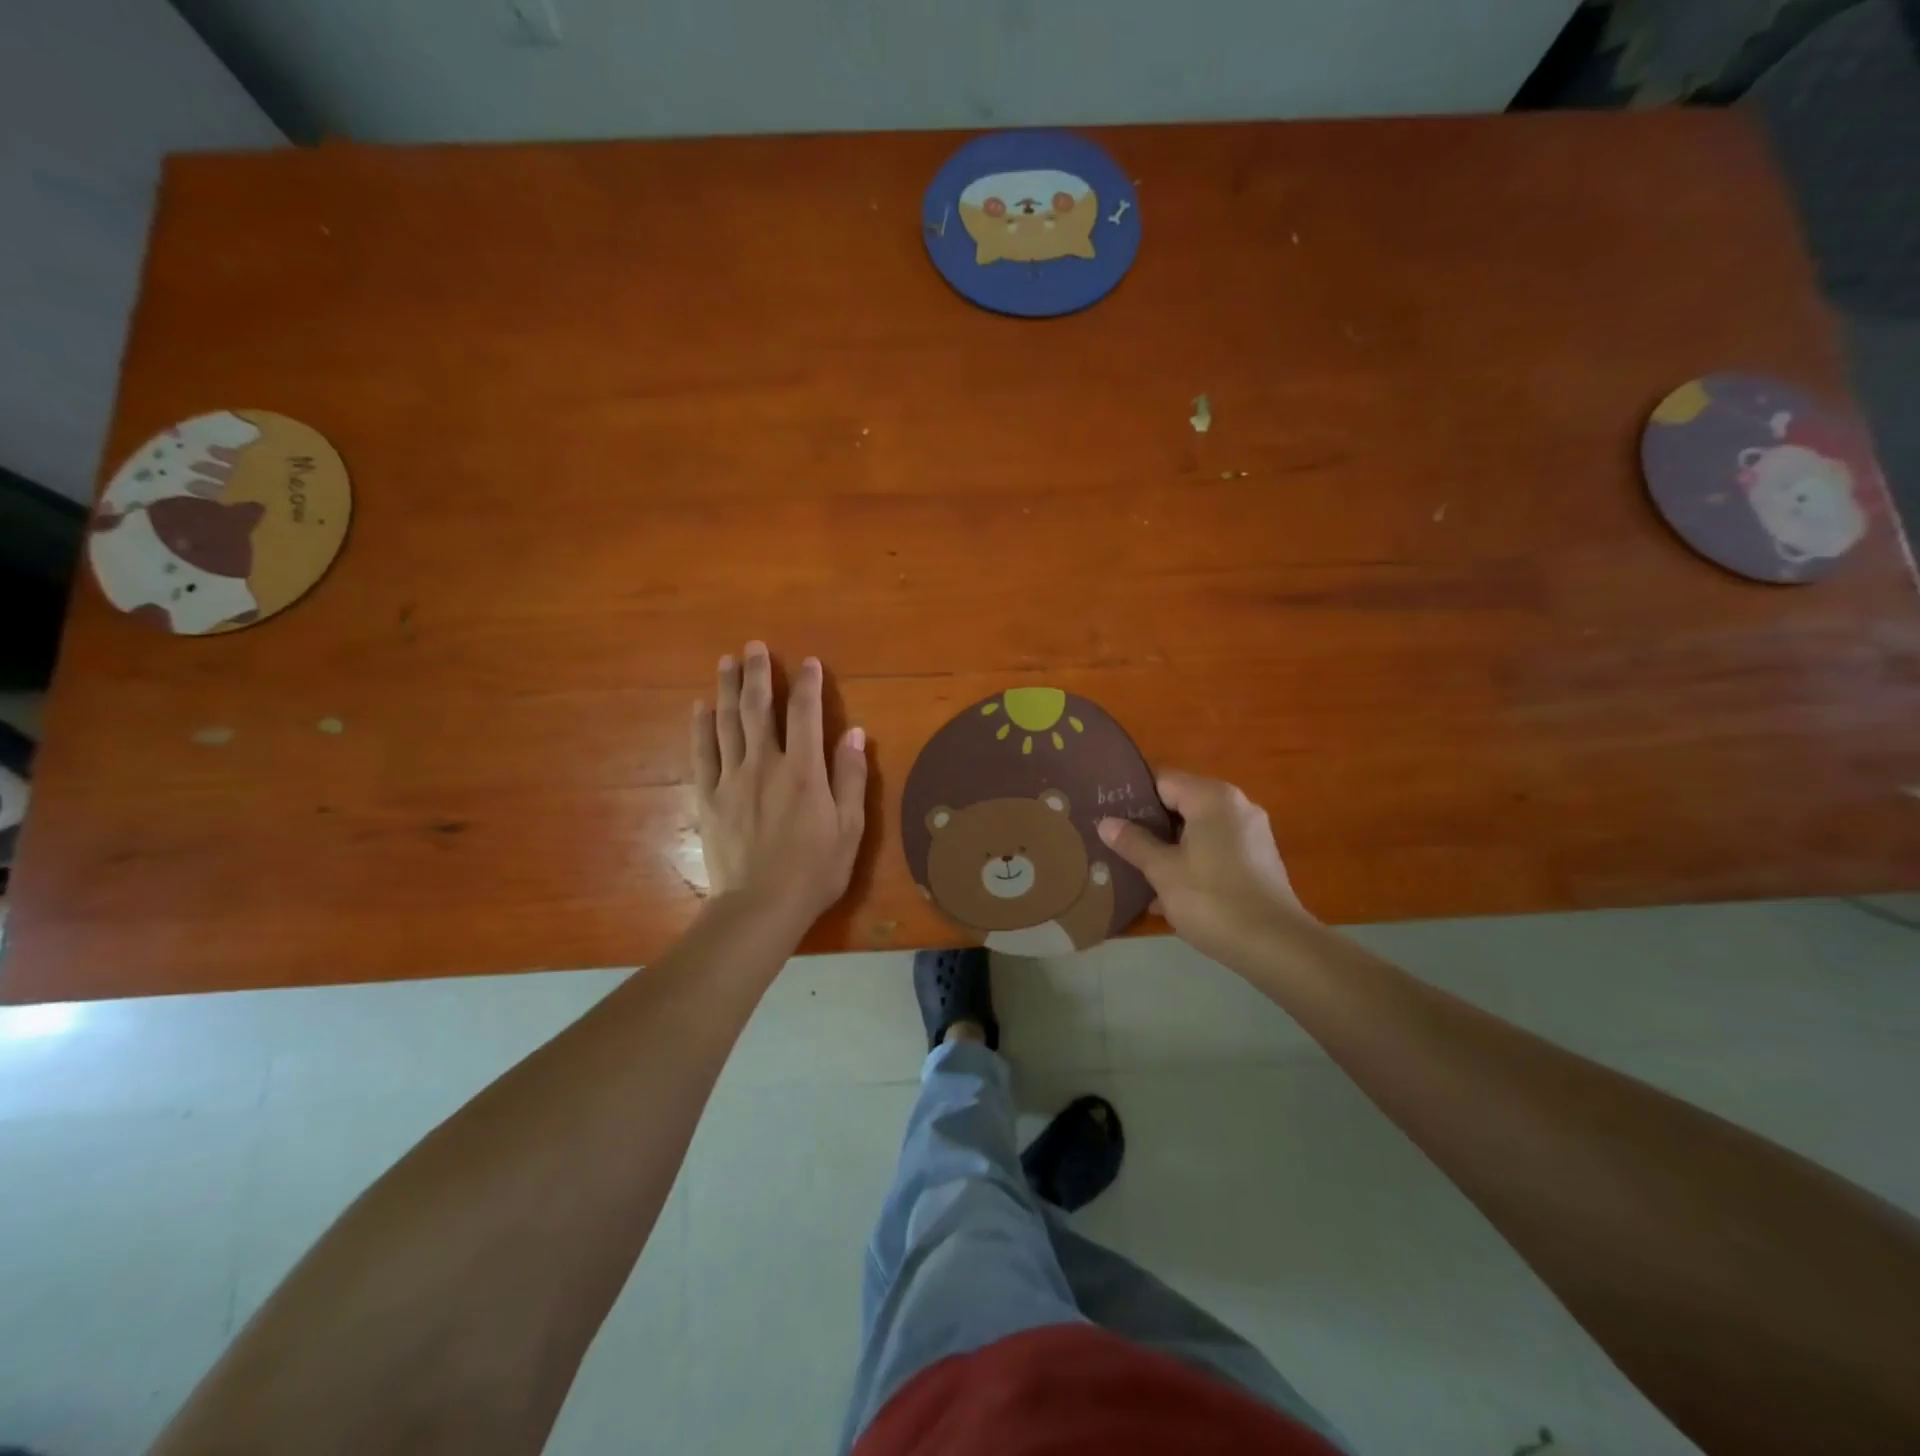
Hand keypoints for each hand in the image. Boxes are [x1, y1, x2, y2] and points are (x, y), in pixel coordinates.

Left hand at [692, 642, 867, 930]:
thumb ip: (850, 776)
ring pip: (728, 723)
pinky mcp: (709, 797)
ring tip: (726, 661)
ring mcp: (732, 779)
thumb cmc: (815, 869)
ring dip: (728, 689)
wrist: (760, 906)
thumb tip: (855, 732)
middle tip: (754, 646)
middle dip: (758, 673)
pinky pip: (702, 754)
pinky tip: (701, 707)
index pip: (805, 714)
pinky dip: (701, 727)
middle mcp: (765, 764)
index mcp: (803, 770)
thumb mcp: (849, 827)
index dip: (807, 684)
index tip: (808, 661)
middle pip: (759, 709)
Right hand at [1097, 771, 1313, 969]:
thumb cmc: (1213, 900)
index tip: (1107, 814)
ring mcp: (1251, 833)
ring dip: (1168, 848)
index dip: (1132, 796)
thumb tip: (1106, 822)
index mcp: (1212, 797)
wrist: (1276, 947)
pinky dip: (1192, 862)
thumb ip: (1133, 842)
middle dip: (1149, 825)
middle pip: (1181, 804)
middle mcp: (1236, 806)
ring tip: (1135, 869)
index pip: (1162, 780)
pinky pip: (1215, 849)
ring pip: (1197, 830)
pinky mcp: (1258, 860)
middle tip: (1116, 843)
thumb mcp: (1163, 871)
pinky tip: (1168, 892)